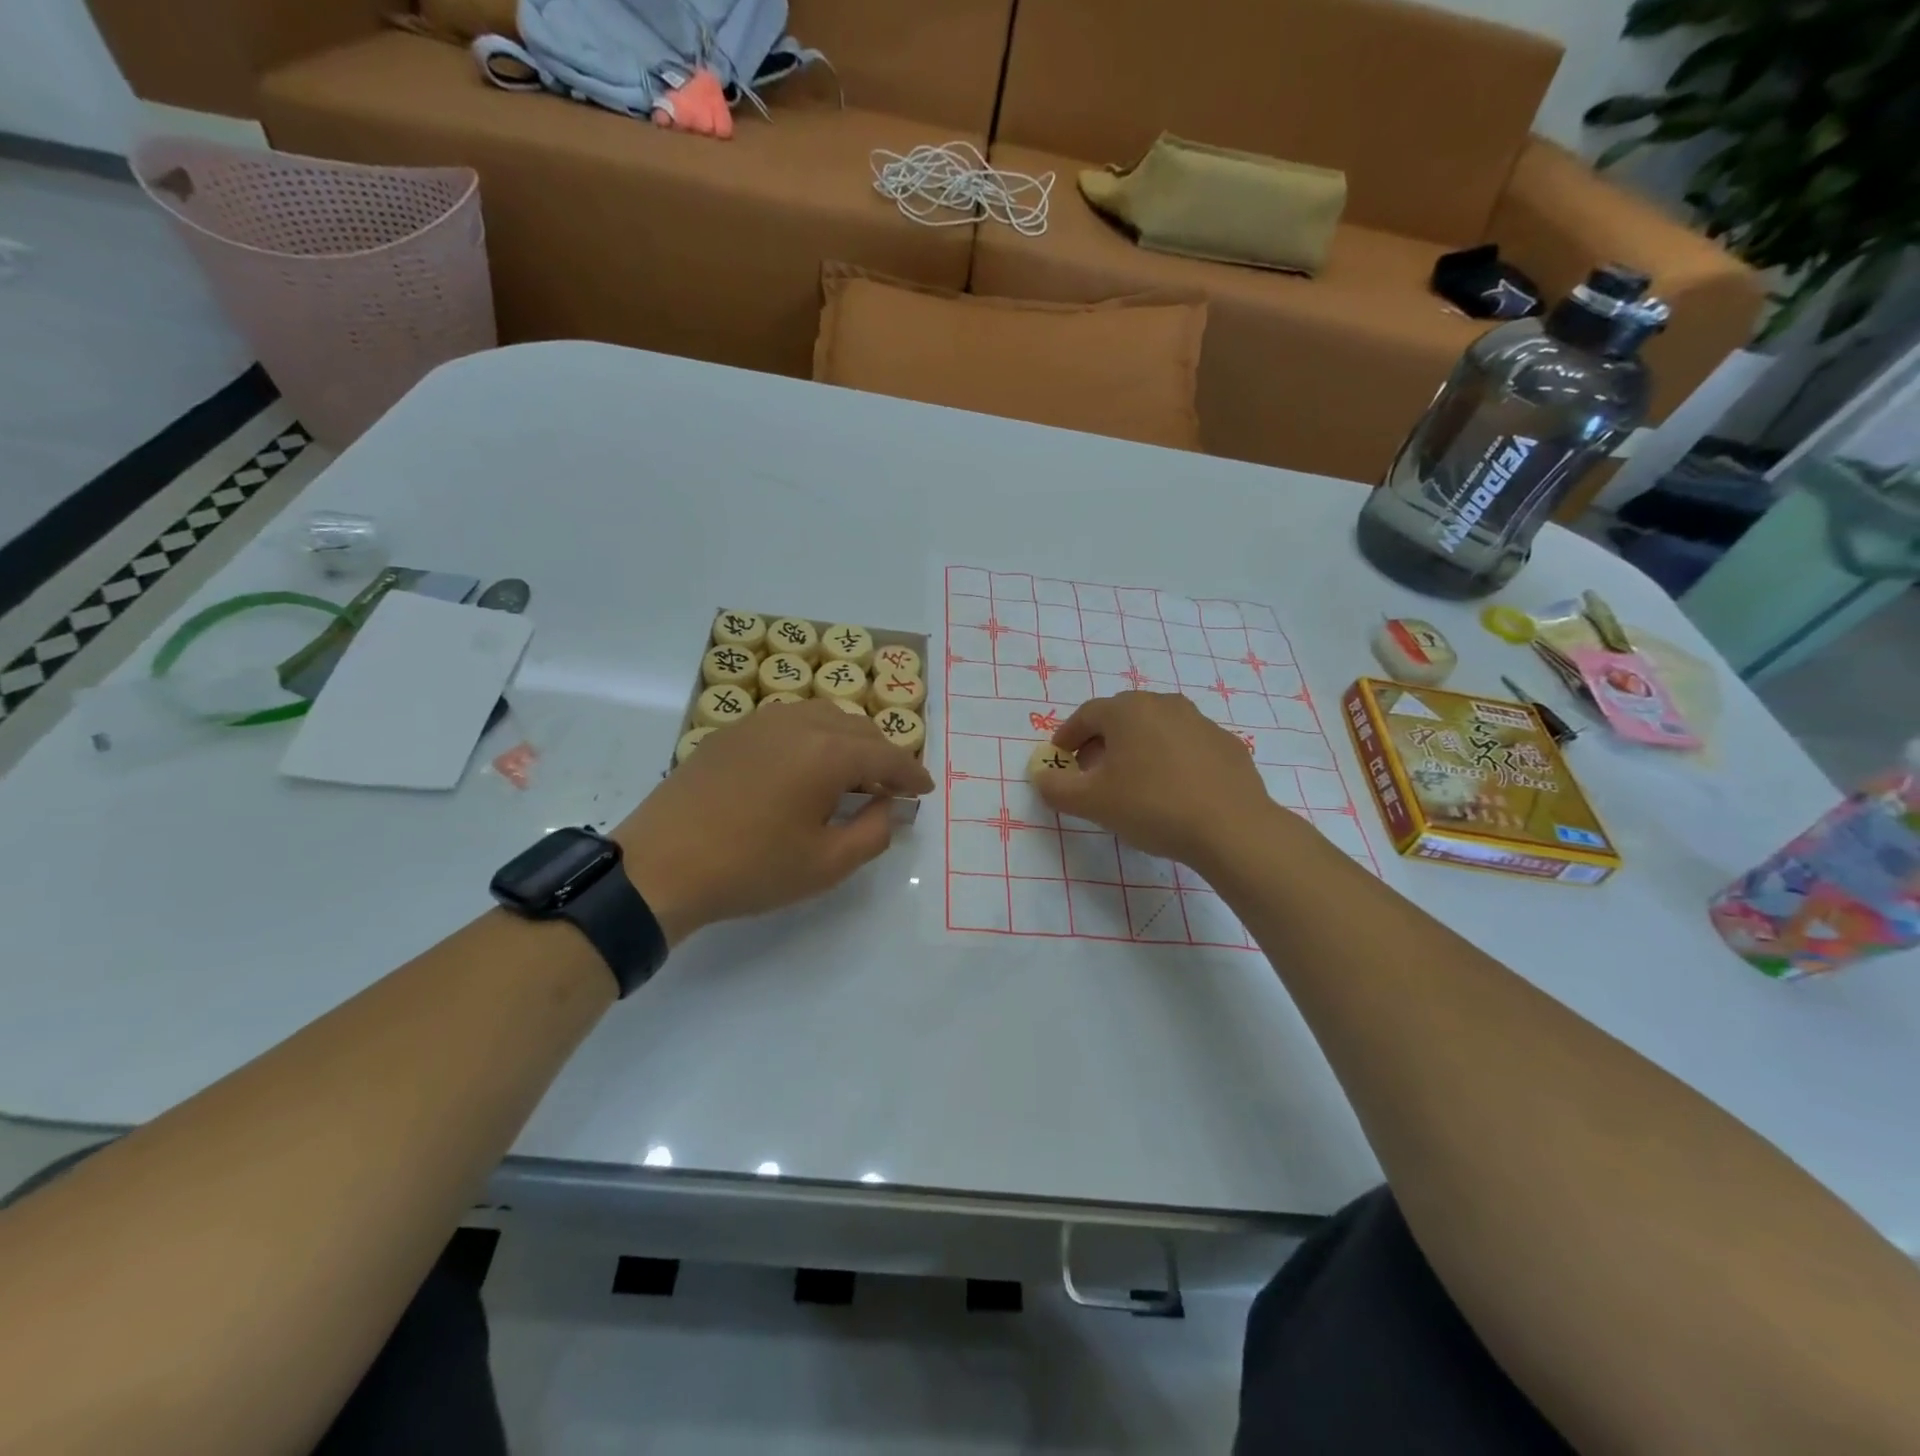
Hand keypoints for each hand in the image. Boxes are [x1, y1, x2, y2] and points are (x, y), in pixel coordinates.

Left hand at [612, 698, 932, 943]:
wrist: (660, 866)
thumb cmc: (750, 868)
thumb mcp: (826, 864)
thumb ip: (873, 832)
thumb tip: (886, 806)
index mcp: (828, 752)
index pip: (887, 754)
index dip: (911, 773)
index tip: (925, 790)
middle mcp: (798, 723)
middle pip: (857, 727)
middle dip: (882, 754)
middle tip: (889, 788)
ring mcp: (759, 722)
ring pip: (822, 716)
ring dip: (847, 741)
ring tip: (850, 774)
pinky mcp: (730, 732)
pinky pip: (788, 722)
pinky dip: (812, 737)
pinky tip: (803, 768)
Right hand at [1031, 692, 1279, 869]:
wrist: (1232, 828)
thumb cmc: (1152, 806)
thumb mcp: (1092, 803)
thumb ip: (1057, 789)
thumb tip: (1041, 777)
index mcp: (1128, 711)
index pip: (1086, 715)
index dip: (1067, 736)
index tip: (1059, 758)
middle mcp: (1165, 704)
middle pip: (1122, 717)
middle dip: (1101, 741)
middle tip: (1091, 771)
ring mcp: (1201, 722)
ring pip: (1156, 729)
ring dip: (1137, 749)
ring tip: (1131, 782)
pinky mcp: (1227, 745)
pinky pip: (1186, 746)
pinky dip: (1170, 760)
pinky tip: (1171, 790)